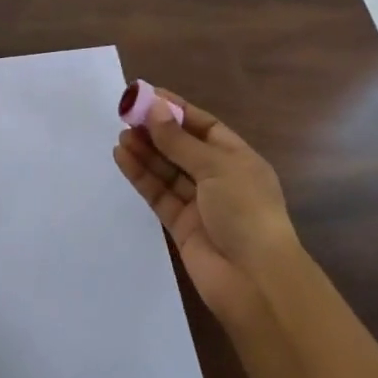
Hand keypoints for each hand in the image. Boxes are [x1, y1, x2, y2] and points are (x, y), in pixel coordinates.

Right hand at [114, 87, 296, 323]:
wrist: (256, 282)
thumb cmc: (246, 211)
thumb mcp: (215, 167)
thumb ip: (178, 141)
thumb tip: (153, 109)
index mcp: (239, 159)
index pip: (204, 126)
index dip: (177, 110)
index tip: (148, 95)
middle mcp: (219, 179)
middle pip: (182, 147)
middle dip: (157, 131)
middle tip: (126, 115)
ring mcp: (199, 203)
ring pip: (167, 170)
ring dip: (145, 151)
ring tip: (121, 135)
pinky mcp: (181, 225)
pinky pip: (158, 193)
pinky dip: (141, 175)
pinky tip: (122, 157)